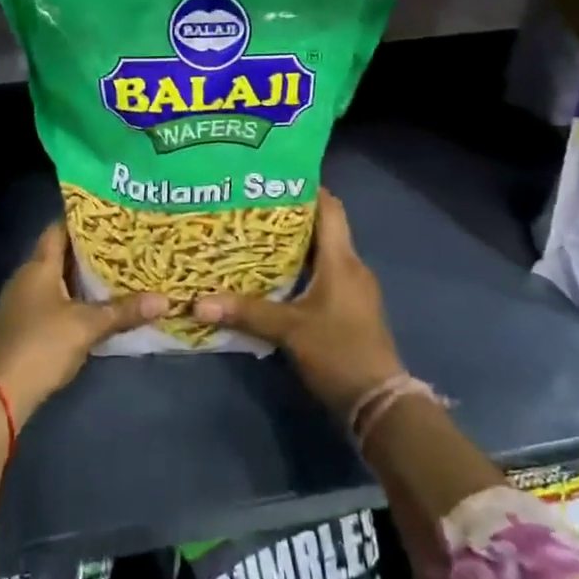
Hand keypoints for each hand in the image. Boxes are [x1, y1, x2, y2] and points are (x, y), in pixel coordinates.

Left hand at [0, 221, 167, 419]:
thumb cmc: (42, 345)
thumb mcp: (87, 326)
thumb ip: (124, 310)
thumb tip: (165, 299)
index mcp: (38, 267)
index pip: (58, 230)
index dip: (82, 221)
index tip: (111, 217)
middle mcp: (26, 278)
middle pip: (60, 255)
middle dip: (90, 251)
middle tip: (124, 244)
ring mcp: (22, 303)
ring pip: (57, 280)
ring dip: (82, 278)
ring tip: (117, 271)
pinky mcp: (23, 326)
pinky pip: (53, 301)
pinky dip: (74, 299)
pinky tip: (96, 305)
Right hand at [192, 188, 404, 420]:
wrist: (379, 402)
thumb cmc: (338, 352)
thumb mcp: (289, 330)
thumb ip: (246, 312)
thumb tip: (199, 302)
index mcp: (342, 261)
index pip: (330, 208)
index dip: (308, 188)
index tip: (275, 176)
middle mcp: (351, 268)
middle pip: (324, 228)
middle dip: (291, 216)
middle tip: (252, 207)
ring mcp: (354, 290)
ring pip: (323, 254)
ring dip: (295, 245)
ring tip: (256, 237)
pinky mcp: (350, 310)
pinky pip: (324, 276)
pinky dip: (301, 270)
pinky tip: (274, 277)